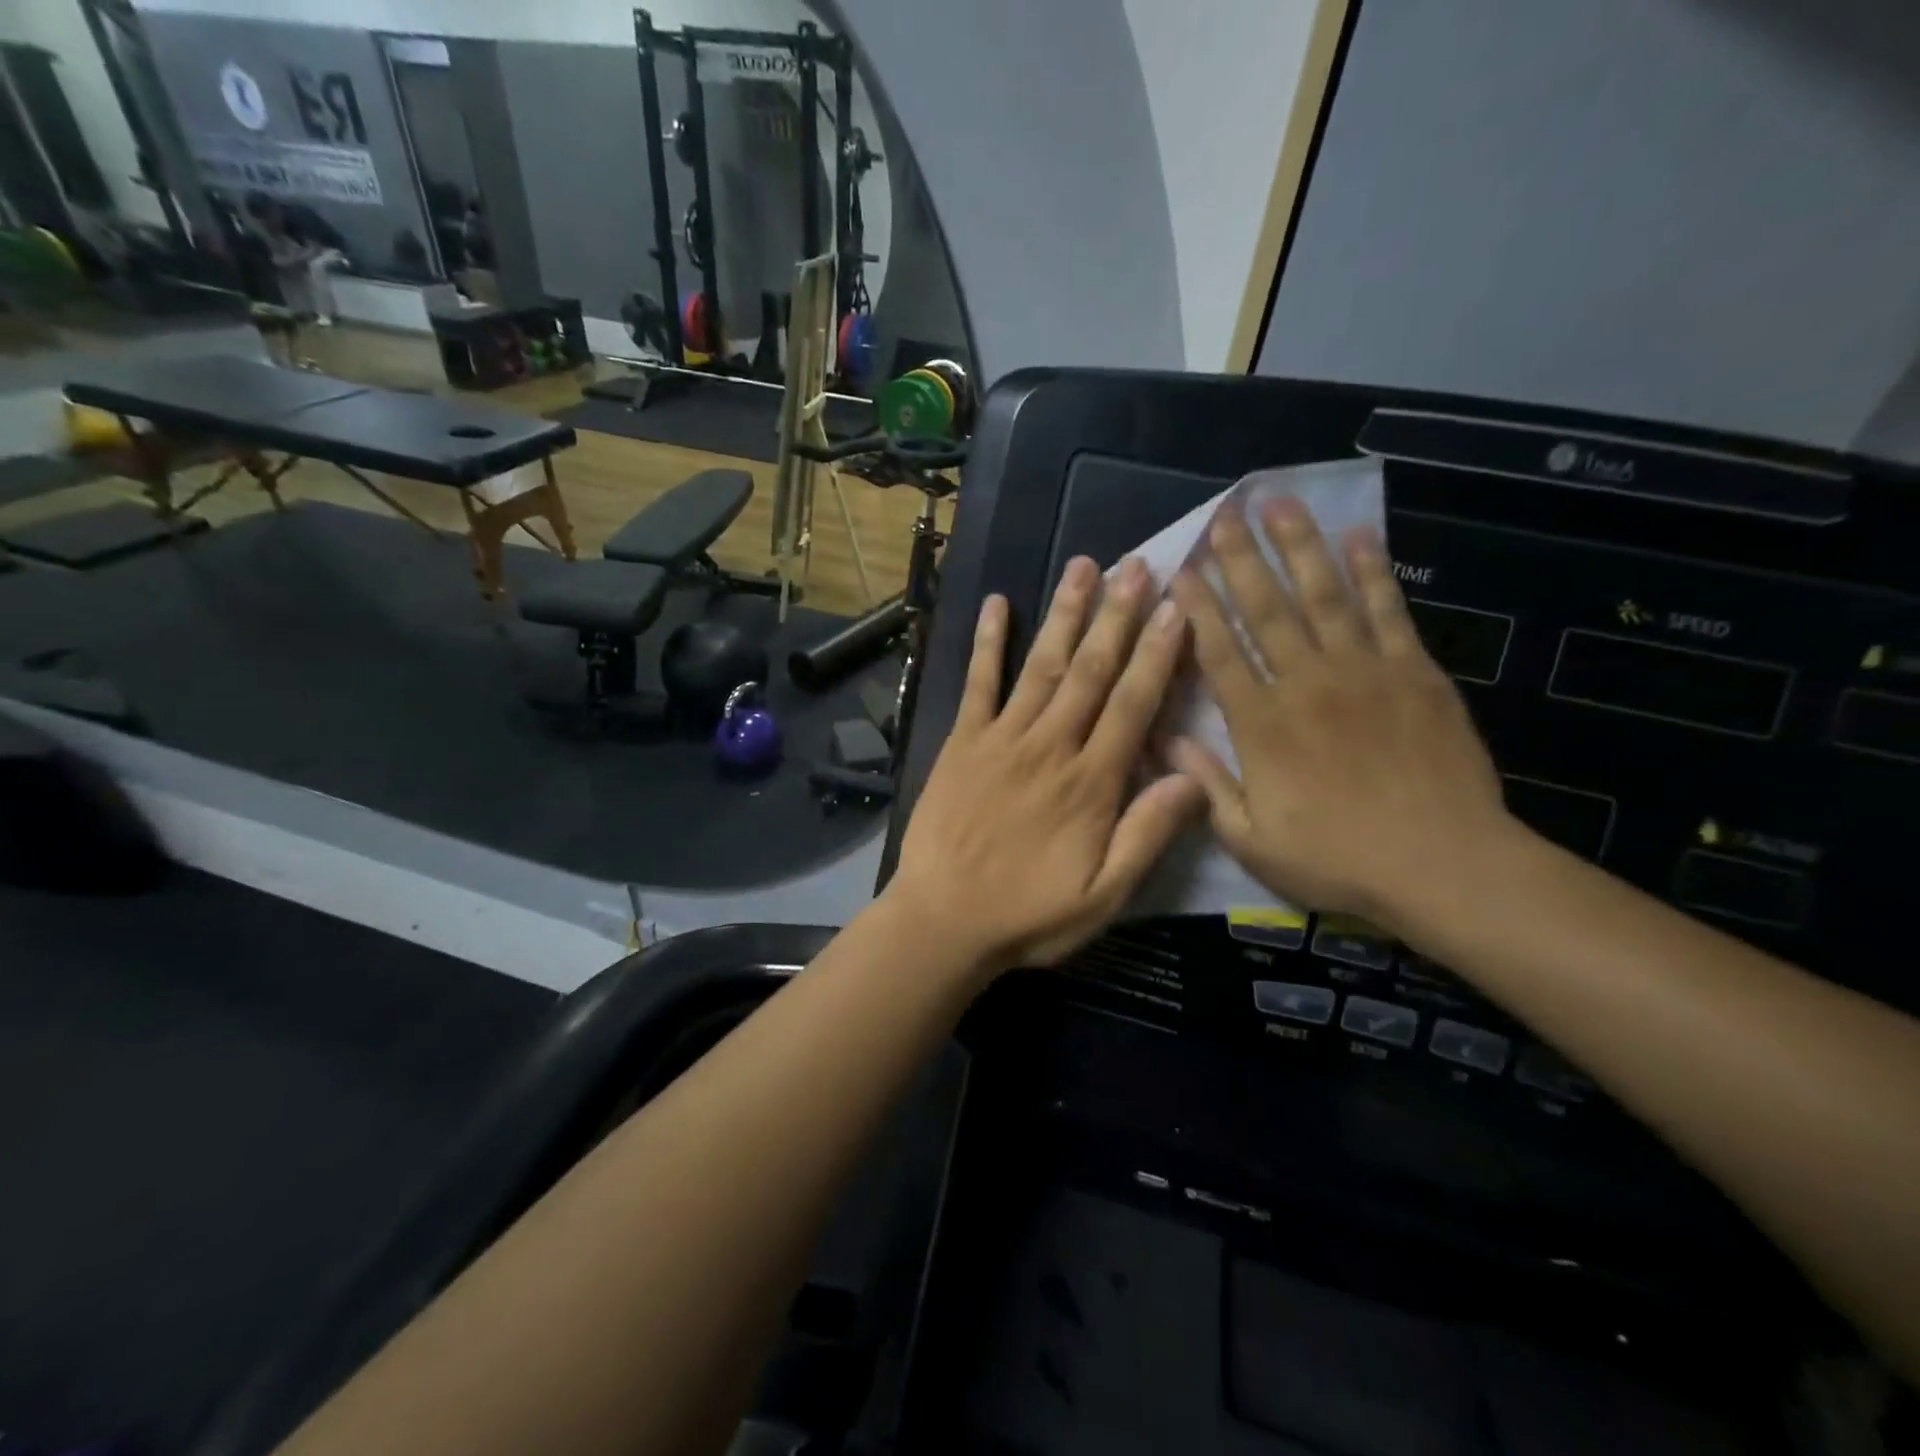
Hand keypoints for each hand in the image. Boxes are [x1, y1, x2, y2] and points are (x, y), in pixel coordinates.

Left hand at [887, 556, 1205, 975]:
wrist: (943, 920)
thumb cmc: (1029, 914)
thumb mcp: (1104, 895)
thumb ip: (1148, 834)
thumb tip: (1193, 777)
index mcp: (1090, 782)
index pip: (1132, 705)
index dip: (1157, 654)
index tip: (1176, 608)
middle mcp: (1050, 746)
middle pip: (1090, 671)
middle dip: (1116, 616)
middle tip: (1137, 565)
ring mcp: (1001, 739)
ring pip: (1041, 666)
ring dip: (1064, 614)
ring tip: (1083, 566)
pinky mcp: (962, 742)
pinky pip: (977, 684)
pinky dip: (987, 643)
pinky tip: (996, 604)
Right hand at [1168, 498, 1513, 930]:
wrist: (1443, 865)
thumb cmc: (1337, 859)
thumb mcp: (1251, 839)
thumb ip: (1207, 784)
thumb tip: (1166, 740)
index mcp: (1261, 725)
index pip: (1219, 651)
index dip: (1196, 608)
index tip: (1181, 569)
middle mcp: (1305, 684)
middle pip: (1265, 610)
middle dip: (1240, 559)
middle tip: (1223, 515)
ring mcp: (1363, 672)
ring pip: (1321, 595)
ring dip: (1297, 546)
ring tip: (1278, 503)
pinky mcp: (1414, 672)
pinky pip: (1387, 610)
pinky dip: (1370, 571)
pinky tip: (1357, 535)